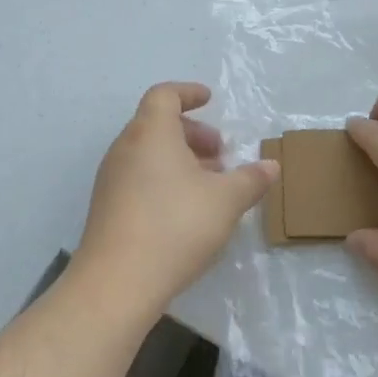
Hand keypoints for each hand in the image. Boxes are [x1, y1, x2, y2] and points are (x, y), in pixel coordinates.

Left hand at [73, 83, 277, 318]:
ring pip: (148, 154)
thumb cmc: (176, 226)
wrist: (116, 283)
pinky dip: (164, 179)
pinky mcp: (106, 208)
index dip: (188, 93)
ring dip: (180, 159)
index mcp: (151, 133)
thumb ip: (251, 179)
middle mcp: (126, 148)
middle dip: (193, 133)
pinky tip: (186, 210)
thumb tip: (271, 166)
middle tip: (221, 154)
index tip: (210, 100)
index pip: (164, 95)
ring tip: (210, 185)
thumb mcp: (226, 200)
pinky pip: (138, 178)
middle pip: (157, 124)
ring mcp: (111, 179)